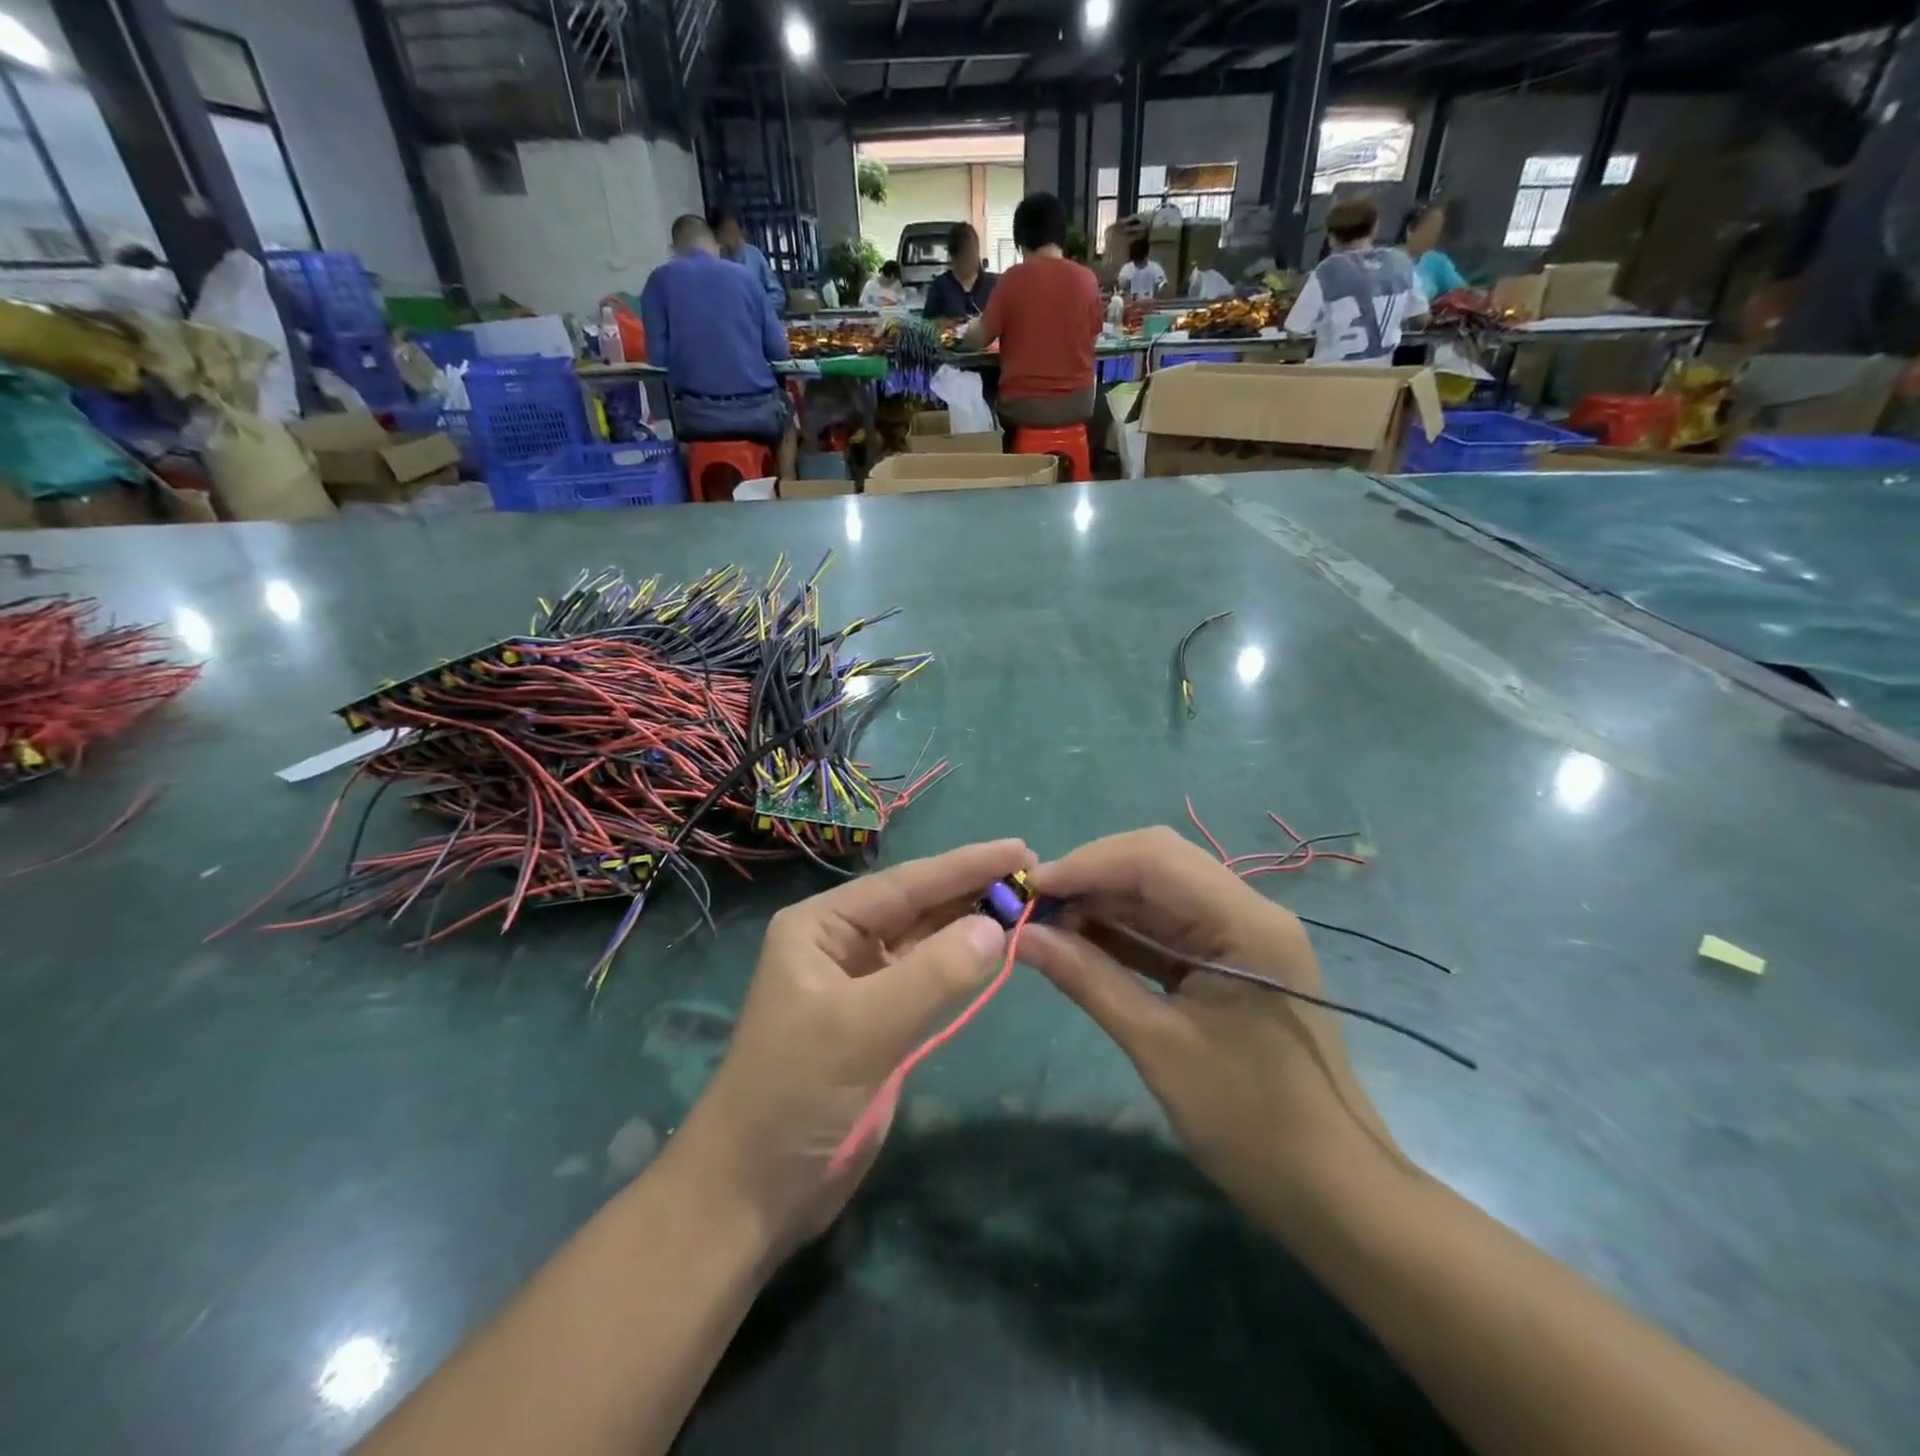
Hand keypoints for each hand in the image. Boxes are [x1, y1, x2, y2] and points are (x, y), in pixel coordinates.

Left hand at [672, 839, 1033, 1257]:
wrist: (755, 1193)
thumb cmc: (795, 1094)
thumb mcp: (862, 1027)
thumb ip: (933, 974)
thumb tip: (996, 926)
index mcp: (821, 926)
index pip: (904, 885)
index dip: (963, 865)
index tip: (1019, 848)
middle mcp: (840, 943)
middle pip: (917, 906)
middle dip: (971, 889)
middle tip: (1034, 873)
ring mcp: (862, 983)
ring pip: (926, 940)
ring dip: (972, 923)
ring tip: (1026, 902)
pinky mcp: (880, 1021)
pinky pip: (929, 978)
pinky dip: (962, 964)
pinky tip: (995, 948)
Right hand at [1020, 827, 1405, 1225]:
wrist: (1333, 1192)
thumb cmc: (1250, 1122)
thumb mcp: (1158, 1046)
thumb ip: (1088, 980)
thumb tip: (1022, 938)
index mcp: (1245, 922)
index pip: (1155, 858)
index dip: (1086, 863)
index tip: (1030, 889)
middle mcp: (1247, 911)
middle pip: (1157, 864)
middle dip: (1091, 877)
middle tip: (1035, 907)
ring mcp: (1241, 935)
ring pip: (1158, 893)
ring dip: (1103, 902)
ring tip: (1047, 924)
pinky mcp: (1230, 961)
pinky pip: (1168, 928)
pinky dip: (1123, 931)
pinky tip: (1081, 943)